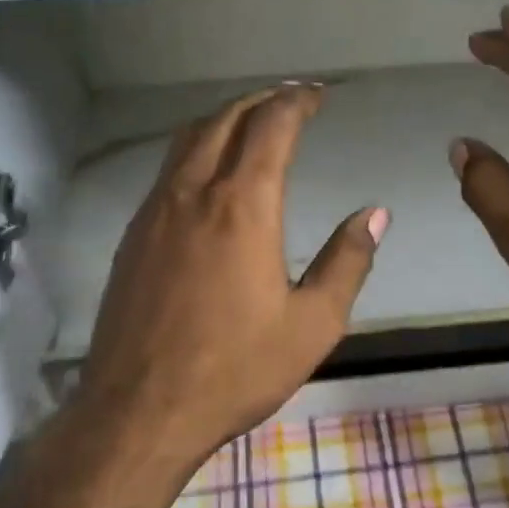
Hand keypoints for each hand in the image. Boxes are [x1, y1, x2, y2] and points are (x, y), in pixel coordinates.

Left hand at [75, 84, 387, 471]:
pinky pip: (168, 169)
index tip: (318, 95)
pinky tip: (211, 174)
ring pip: (189, 139)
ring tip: (253, 123)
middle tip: (292, 99)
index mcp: (243, 206)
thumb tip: (375, 214)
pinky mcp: (133, 235)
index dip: (298, 101)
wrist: (139, 412)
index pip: (272, 126)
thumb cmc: (235, 370)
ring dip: (225, 118)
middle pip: (225, 119)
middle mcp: (194, 193)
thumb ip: (347, 261)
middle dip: (262, 100)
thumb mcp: (312, 324)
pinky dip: (197, 149)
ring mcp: (155, 211)